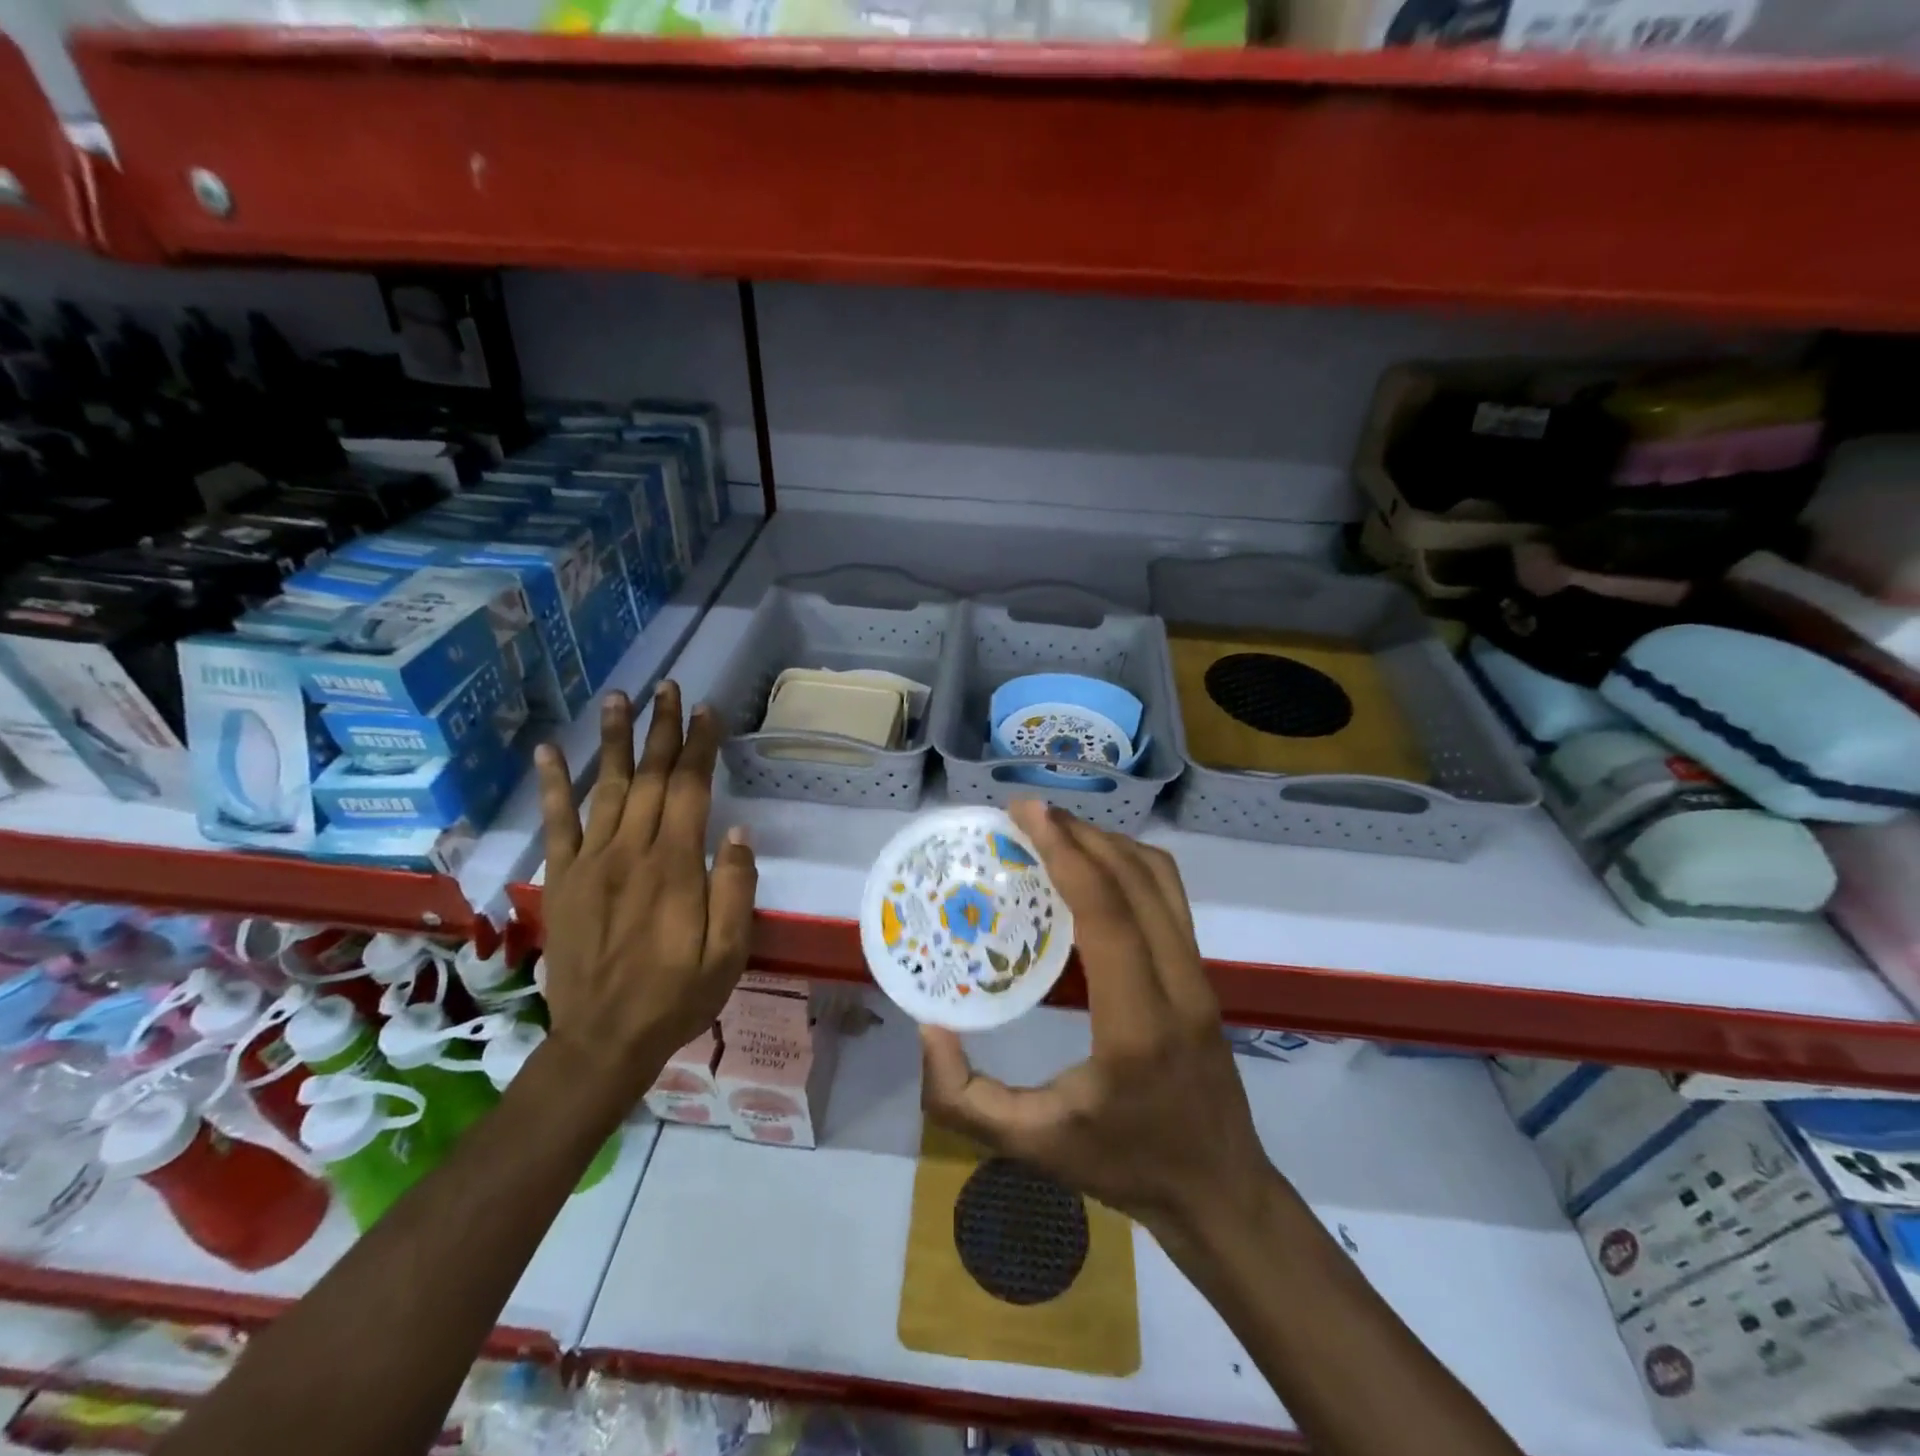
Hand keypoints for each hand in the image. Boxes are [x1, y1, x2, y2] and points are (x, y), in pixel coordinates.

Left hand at [535, 682, 756, 1100]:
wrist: (604, 1039)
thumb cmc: (678, 995)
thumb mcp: (729, 952)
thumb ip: (734, 888)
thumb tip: (737, 832)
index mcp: (675, 866)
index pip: (690, 789)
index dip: (700, 747)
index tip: (708, 711)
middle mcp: (631, 851)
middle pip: (651, 777)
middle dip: (662, 729)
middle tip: (668, 688)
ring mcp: (590, 862)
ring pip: (606, 787)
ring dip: (614, 739)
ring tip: (618, 697)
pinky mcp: (562, 879)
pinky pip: (555, 824)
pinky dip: (552, 785)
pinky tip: (549, 751)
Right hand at [920, 801, 1270, 1241]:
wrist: (1220, 1191)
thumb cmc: (1124, 1167)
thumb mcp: (1030, 1147)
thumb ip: (962, 1097)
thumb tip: (928, 1026)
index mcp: (1136, 1026)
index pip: (1106, 915)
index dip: (1067, 854)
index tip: (1026, 815)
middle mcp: (1178, 986)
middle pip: (1137, 880)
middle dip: (1081, 834)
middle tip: (1026, 815)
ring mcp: (1200, 975)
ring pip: (1162, 880)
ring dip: (1108, 843)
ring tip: (1056, 832)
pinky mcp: (1203, 973)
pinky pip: (1170, 897)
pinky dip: (1130, 864)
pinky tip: (1094, 867)